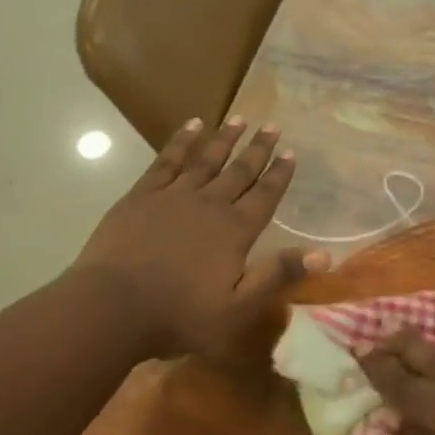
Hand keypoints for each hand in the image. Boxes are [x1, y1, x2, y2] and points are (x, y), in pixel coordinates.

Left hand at [74, 117, 328, 358]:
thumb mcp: (237, 308)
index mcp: (235, 231)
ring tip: (240, 118)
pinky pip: (167, 160)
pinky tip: (192, 126)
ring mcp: (174, 196)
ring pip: (206, 159)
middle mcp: (210, 204)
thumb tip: (323, 254)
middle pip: (239, 171)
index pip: (265, 195)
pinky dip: (181, 141)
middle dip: (258, 149)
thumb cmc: (178, 316)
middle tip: (272, 125)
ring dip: (225, 138)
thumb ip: (277, 276)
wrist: (111, 308)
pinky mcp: (142, 195)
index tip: (291, 151)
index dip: (279, 174)